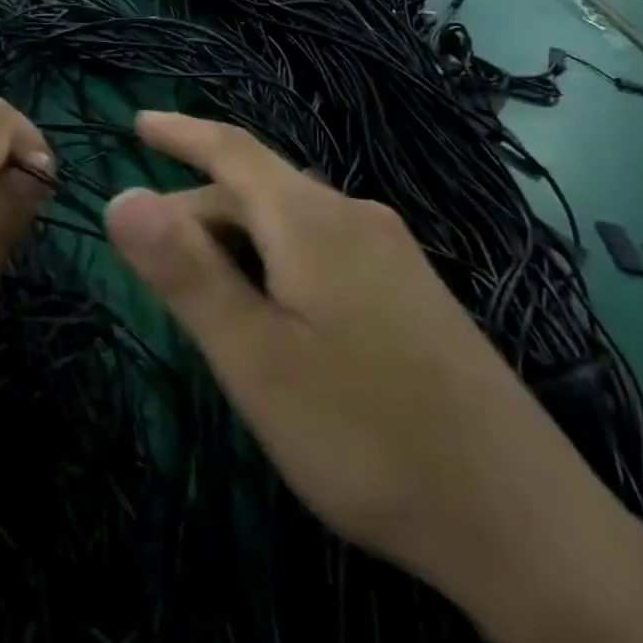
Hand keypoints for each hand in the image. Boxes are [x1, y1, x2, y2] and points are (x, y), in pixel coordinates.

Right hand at [104, 111, 628, 610]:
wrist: (521, 520)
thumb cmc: (364, 435)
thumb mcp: (253, 357)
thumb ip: (185, 272)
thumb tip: (121, 196)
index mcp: (313, 220)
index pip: (232, 150)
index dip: (181, 133)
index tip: (138, 121)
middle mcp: (357, 218)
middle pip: (258, 190)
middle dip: (198, 212)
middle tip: (152, 263)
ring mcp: (394, 255)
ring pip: (291, 223)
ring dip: (237, 242)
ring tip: (207, 295)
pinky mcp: (414, 293)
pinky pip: (323, 250)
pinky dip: (276, 262)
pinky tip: (276, 314)